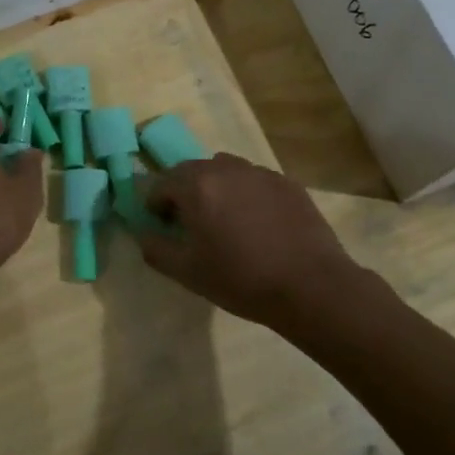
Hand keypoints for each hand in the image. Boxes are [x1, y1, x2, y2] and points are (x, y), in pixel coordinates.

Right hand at [139, 154, 359, 325]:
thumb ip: (156, 249)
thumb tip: (144, 234)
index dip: (156, 204)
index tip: (162, 226)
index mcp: (197, 186)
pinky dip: (246, 194)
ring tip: (224, 220)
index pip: (162, 183)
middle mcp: (227, 168)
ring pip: (226, 170)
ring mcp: (260, 173)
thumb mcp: (188, 272)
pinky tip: (257, 224)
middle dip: (184, 192)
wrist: (310, 285)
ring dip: (216, 188)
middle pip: (193, 171)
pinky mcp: (287, 183)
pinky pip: (255, 181)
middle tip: (190, 223)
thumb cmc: (241, 279)